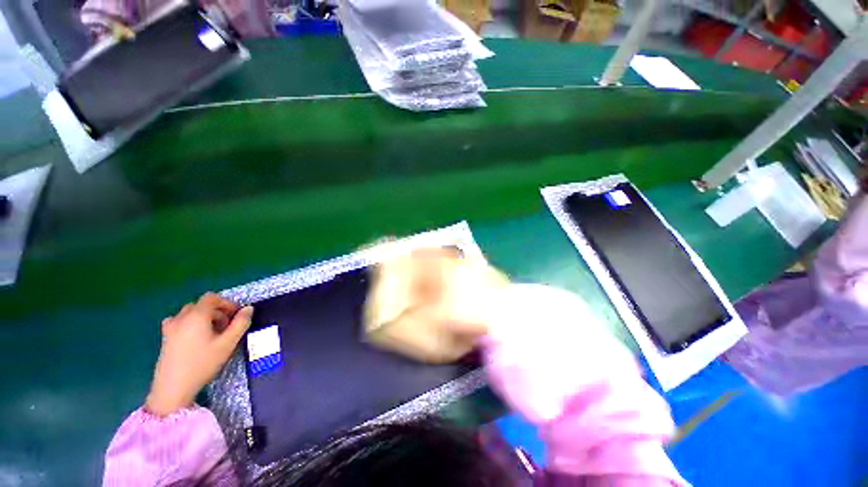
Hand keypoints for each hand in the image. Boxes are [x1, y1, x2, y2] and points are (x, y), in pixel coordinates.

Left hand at [145, 293, 252, 416]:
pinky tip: (196, 338)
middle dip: (217, 311)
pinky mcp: (165, 338)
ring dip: (204, 318)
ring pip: (190, 314)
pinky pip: (180, 322)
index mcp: (196, 316)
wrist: (172, 388)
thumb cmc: (203, 363)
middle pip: (201, 305)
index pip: (212, 298)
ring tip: (213, 334)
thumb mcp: (228, 344)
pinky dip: (191, 324)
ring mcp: (170, 328)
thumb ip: (240, 324)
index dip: (227, 303)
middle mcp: (181, 317)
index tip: (236, 315)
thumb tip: (249, 309)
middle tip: (227, 327)